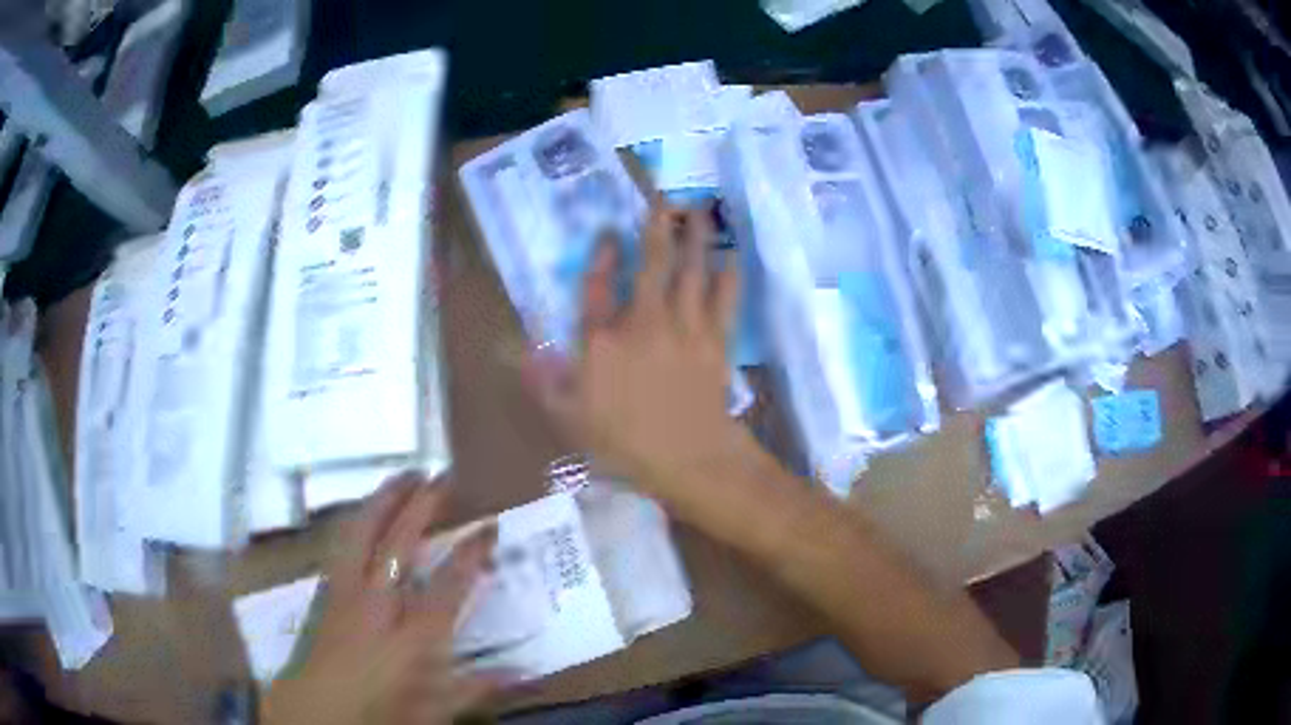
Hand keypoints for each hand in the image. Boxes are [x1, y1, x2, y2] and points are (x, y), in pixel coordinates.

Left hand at [259, 473, 504, 724]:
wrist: (319, 709)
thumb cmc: (382, 711)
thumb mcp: (437, 709)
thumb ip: (479, 687)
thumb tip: (528, 675)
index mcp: (414, 632)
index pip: (450, 582)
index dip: (472, 552)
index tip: (489, 526)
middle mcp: (379, 601)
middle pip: (400, 541)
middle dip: (422, 505)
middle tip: (442, 476)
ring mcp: (348, 590)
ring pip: (363, 532)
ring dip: (384, 499)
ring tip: (402, 476)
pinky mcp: (327, 590)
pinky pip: (343, 543)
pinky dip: (358, 520)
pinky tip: (364, 513)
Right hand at [528, 201, 749, 520]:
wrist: (688, 458)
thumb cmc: (625, 443)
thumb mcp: (568, 420)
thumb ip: (543, 382)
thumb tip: (518, 352)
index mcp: (603, 340)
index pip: (596, 288)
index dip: (600, 258)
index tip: (607, 234)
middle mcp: (644, 321)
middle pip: (651, 263)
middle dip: (656, 226)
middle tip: (663, 197)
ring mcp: (684, 327)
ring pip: (691, 271)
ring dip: (695, 238)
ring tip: (699, 212)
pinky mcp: (715, 340)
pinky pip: (724, 298)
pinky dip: (728, 276)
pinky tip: (732, 257)